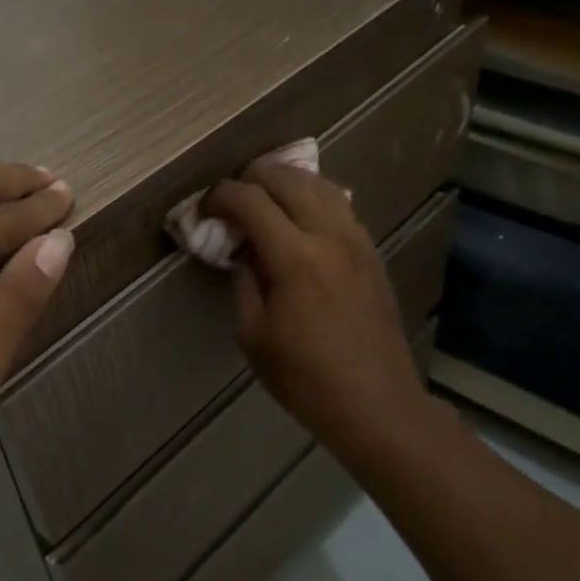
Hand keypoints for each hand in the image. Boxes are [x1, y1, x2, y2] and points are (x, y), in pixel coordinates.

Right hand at [205, 163, 436, 456]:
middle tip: (229, 199)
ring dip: (284, 182)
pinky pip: (338, 205)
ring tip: (261, 199)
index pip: (251, 200)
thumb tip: (241, 249)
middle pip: (287, 178)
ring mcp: (357, 240)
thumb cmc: (304, 377)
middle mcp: (330, 235)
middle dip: (250, 178)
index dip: (220, 195)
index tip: (204, 207)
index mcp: (295, 258)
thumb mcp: (252, 334)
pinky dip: (311, 197)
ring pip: (319, 184)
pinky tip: (296, 217)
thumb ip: (243, 280)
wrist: (375, 402)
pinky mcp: (371, 251)